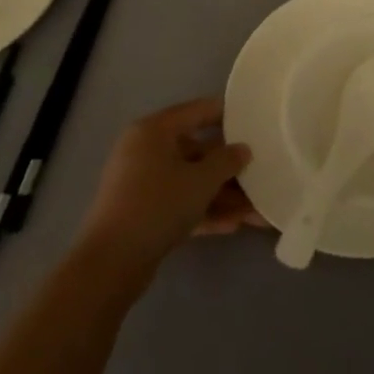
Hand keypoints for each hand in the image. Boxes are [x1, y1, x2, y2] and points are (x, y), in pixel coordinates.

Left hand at [76, 99, 252, 276]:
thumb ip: (227, 161)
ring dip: (222, 195)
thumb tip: (242, 150)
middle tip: (261, 174)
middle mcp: (146, 151)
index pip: (197, 111)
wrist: (111, 262)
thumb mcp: (200, 181)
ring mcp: (143, 184)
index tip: (255, 121)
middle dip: (230, 169)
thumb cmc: (158, 205)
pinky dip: (204, 211)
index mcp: (154, 131)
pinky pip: (180, 204)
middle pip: (197, 151)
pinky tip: (234, 225)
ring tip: (257, 210)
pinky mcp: (143, 213)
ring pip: (191, 182)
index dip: (227, 115)